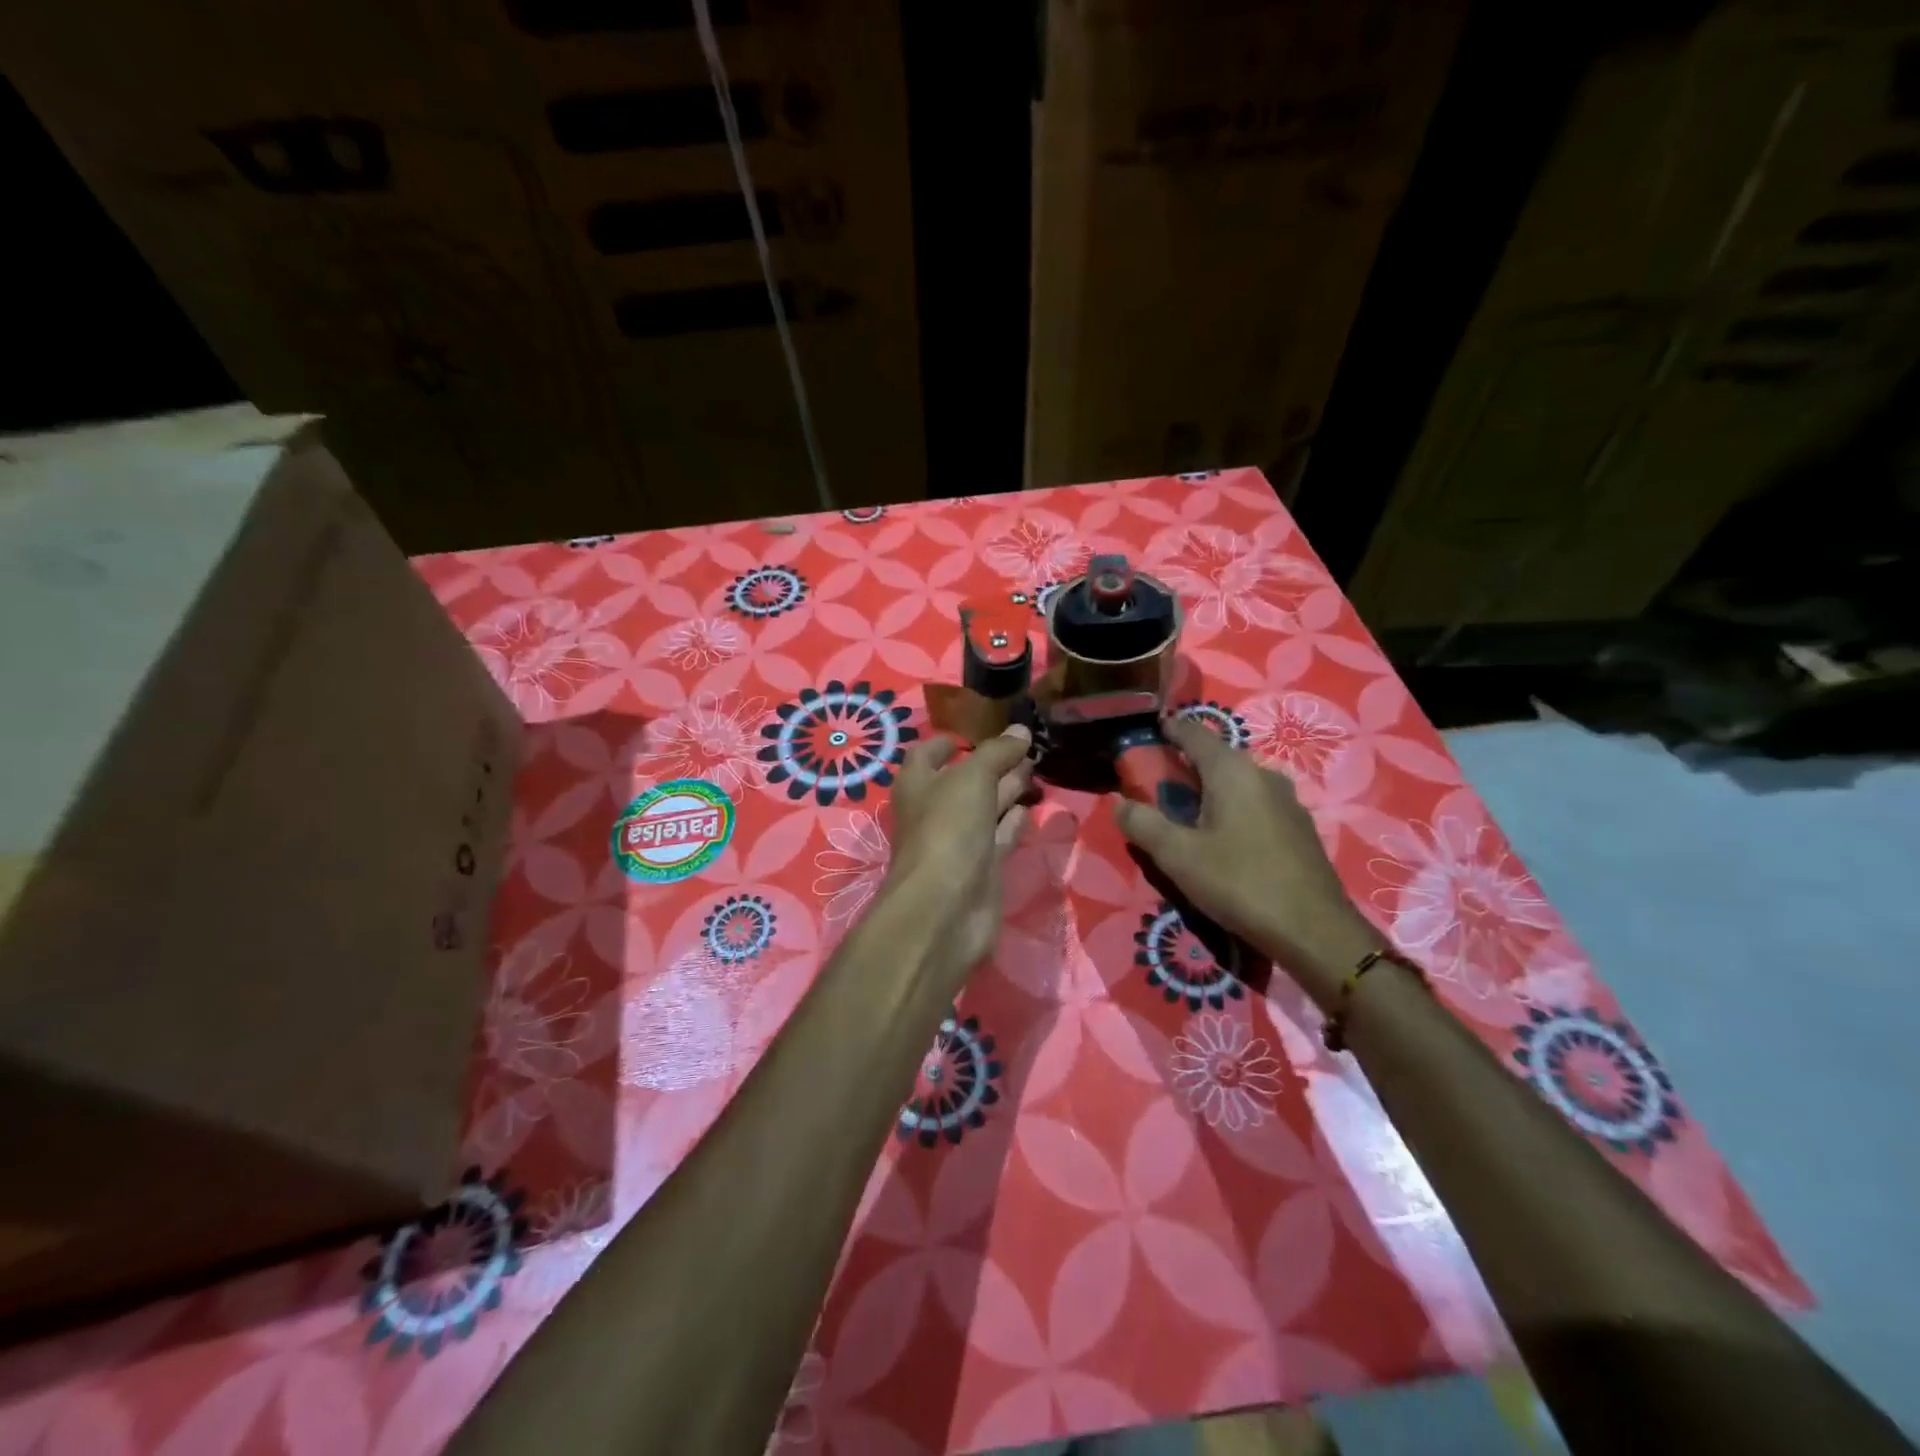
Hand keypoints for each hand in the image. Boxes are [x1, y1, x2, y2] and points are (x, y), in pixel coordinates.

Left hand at [884, 726, 1034, 984]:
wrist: (946, 909)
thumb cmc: (948, 829)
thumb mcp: (972, 778)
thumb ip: (997, 753)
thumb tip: (1020, 731)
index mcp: (918, 784)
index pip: (927, 753)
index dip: (949, 741)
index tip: (978, 731)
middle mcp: (934, 811)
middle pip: (963, 780)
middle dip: (991, 764)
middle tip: (1027, 747)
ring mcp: (957, 842)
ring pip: (984, 808)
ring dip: (1007, 790)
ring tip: (1037, 770)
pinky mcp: (980, 869)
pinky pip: (999, 837)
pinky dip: (1013, 822)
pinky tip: (1030, 809)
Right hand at [1115, 717, 1378, 1007]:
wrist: (1314, 930)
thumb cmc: (1239, 883)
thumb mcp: (1178, 856)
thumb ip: (1143, 824)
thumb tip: (1118, 801)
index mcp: (1232, 770)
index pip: (1195, 732)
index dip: (1170, 728)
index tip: (1150, 731)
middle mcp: (1263, 774)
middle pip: (1217, 757)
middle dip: (1187, 764)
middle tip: (1159, 783)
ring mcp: (1287, 801)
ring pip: (1239, 782)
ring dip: (1212, 789)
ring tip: (1188, 812)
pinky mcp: (1299, 828)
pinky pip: (1257, 804)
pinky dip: (1234, 808)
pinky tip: (1225, 838)